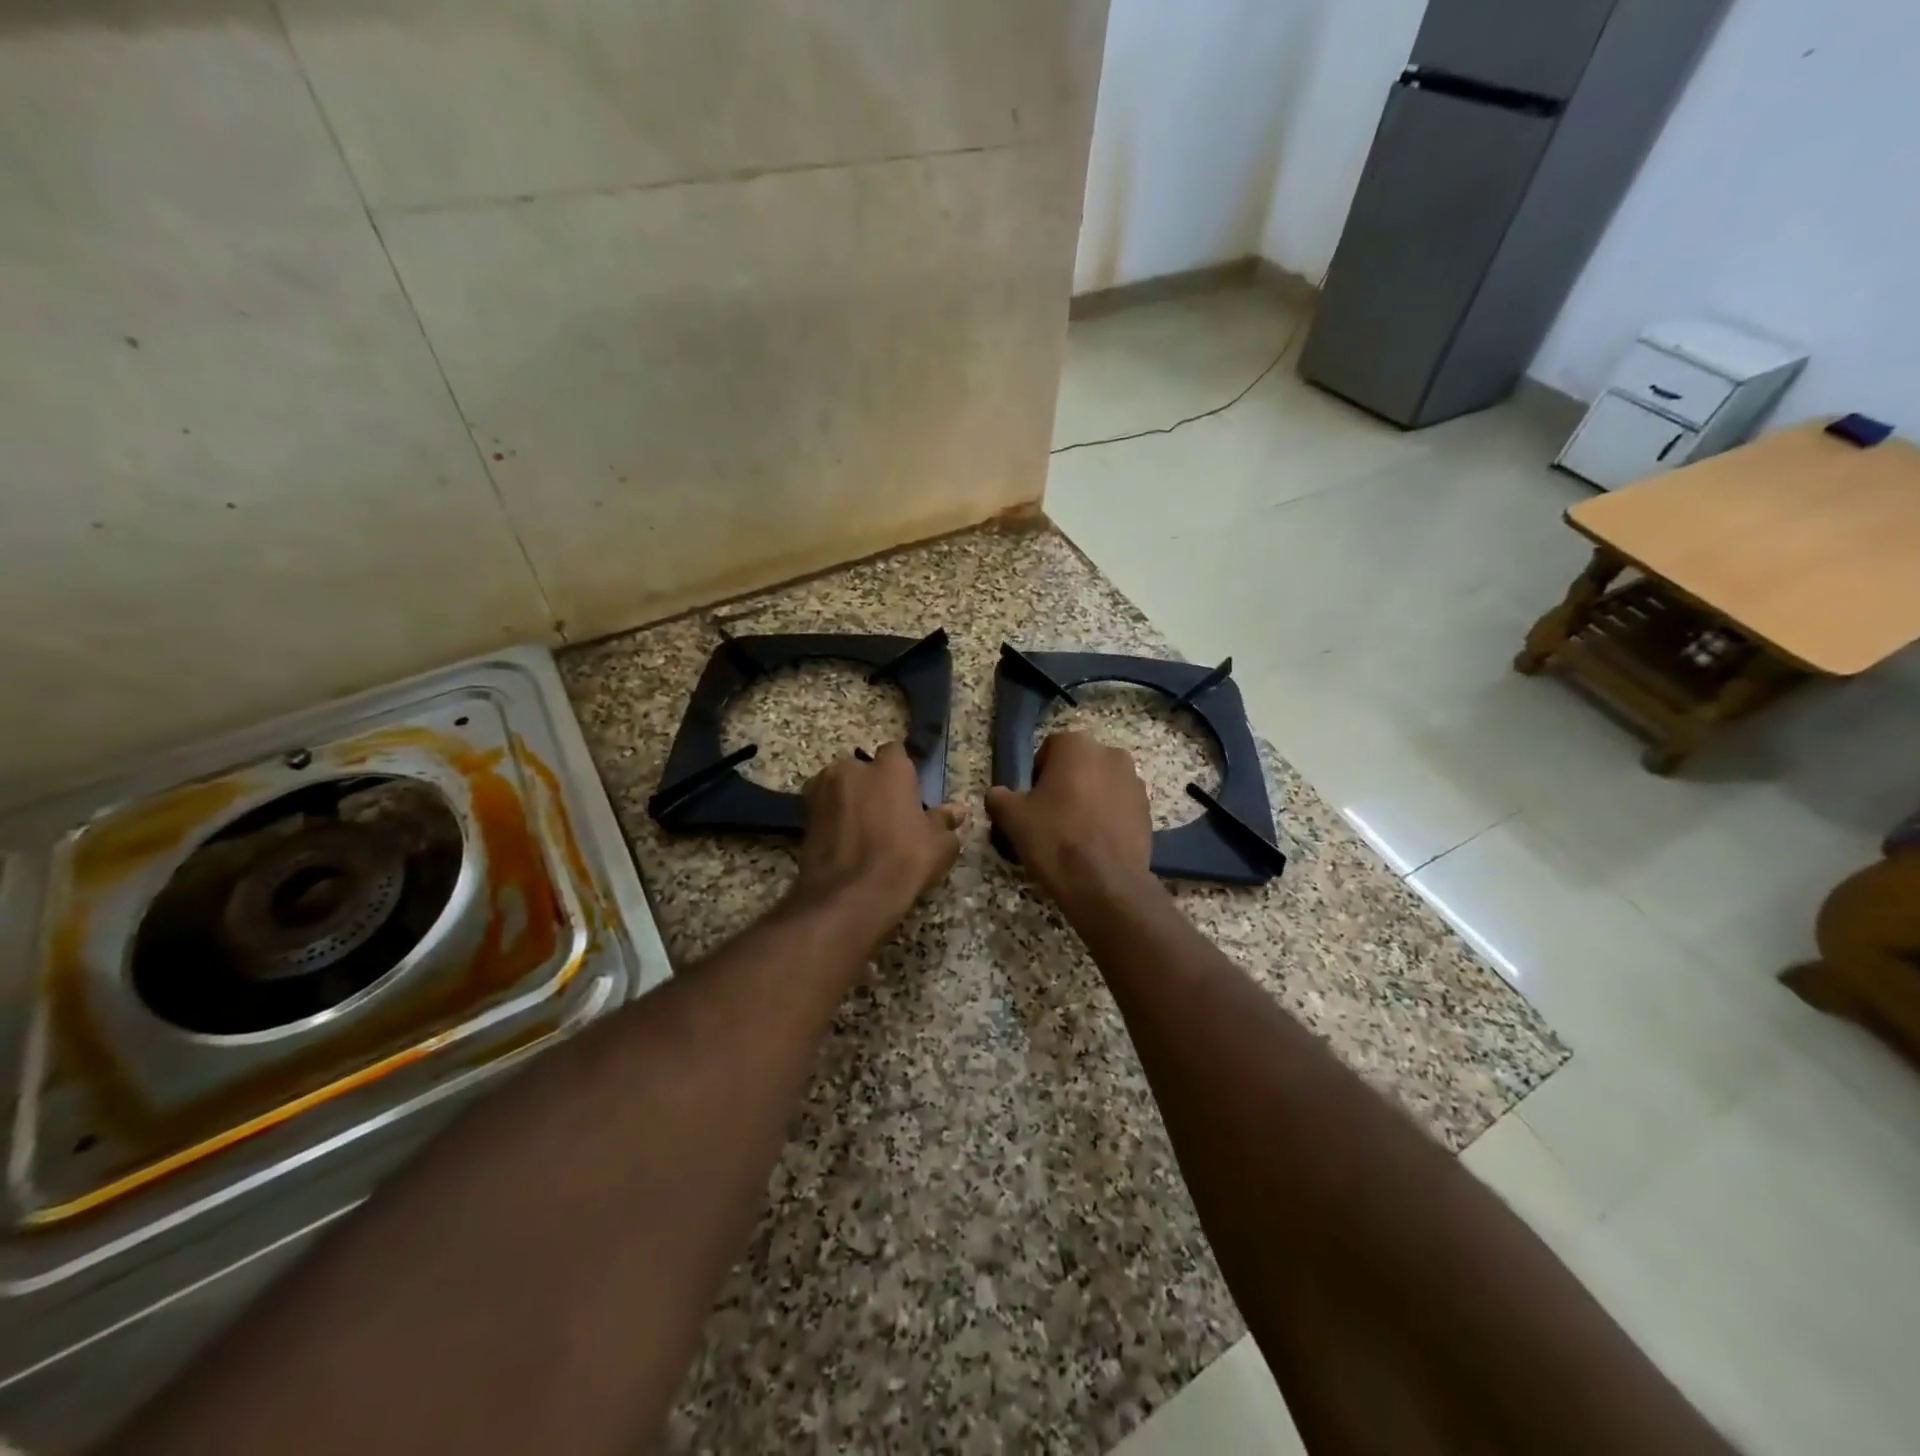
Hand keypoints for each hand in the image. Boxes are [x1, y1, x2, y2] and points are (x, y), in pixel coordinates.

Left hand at [791, 742, 963, 936]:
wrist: (849, 896)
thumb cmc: (903, 861)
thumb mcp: (939, 845)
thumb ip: (944, 821)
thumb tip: (956, 811)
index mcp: (890, 767)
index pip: (895, 751)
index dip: (901, 770)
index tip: (908, 791)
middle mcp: (852, 768)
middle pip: (863, 767)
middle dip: (871, 783)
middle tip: (884, 812)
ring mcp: (822, 789)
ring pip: (839, 785)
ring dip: (848, 798)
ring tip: (860, 828)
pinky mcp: (803, 814)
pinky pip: (822, 807)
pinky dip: (831, 817)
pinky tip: (843, 840)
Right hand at [985, 731, 1153, 905]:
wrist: (1105, 883)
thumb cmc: (1054, 839)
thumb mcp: (1012, 818)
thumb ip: (999, 797)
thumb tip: (998, 795)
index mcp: (1076, 745)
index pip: (1049, 749)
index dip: (1037, 775)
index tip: (1032, 802)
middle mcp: (1110, 753)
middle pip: (1078, 765)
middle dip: (1065, 784)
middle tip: (1050, 817)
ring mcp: (1134, 781)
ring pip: (1101, 784)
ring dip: (1088, 799)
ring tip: (1075, 833)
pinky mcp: (1148, 809)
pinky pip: (1119, 805)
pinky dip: (1108, 817)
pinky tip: (1096, 843)